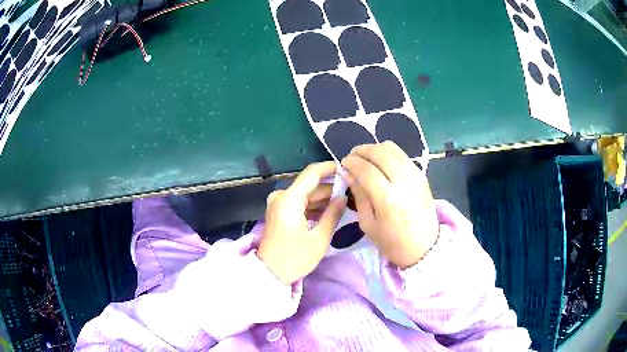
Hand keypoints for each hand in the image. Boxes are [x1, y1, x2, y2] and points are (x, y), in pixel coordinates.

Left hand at [257, 162, 346, 284]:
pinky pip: (299, 203)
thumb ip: (333, 214)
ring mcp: (278, 204)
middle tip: (351, 193)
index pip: (312, 173)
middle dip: (330, 188)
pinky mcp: (278, 212)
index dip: (330, 169)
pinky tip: (328, 212)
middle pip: (309, 185)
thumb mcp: (319, 238)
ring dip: (322, 198)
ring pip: (305, 194)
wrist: (269, 273)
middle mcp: (281, 196)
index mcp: (289, 199)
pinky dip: (313, 206)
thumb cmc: (295, 258)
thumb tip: (343, 197)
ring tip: (343, 204)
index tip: (347, 170)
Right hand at [342, 142, 438, 268]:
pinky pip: (402, 155)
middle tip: (353, 158)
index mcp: (388, 199)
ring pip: (392, 148)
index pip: (367, 169)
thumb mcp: (368, 224)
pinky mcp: (422, 174)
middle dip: (362, 150)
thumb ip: (359, 195)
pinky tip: (381, 165)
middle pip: (380, 152)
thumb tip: (348, 173)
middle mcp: (404, 181)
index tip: (344, 164)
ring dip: (375, 149)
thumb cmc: (392, 242)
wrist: (424, 248)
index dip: (352, 163)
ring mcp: (416, 175)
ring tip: (366, 159)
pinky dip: (388, 154)